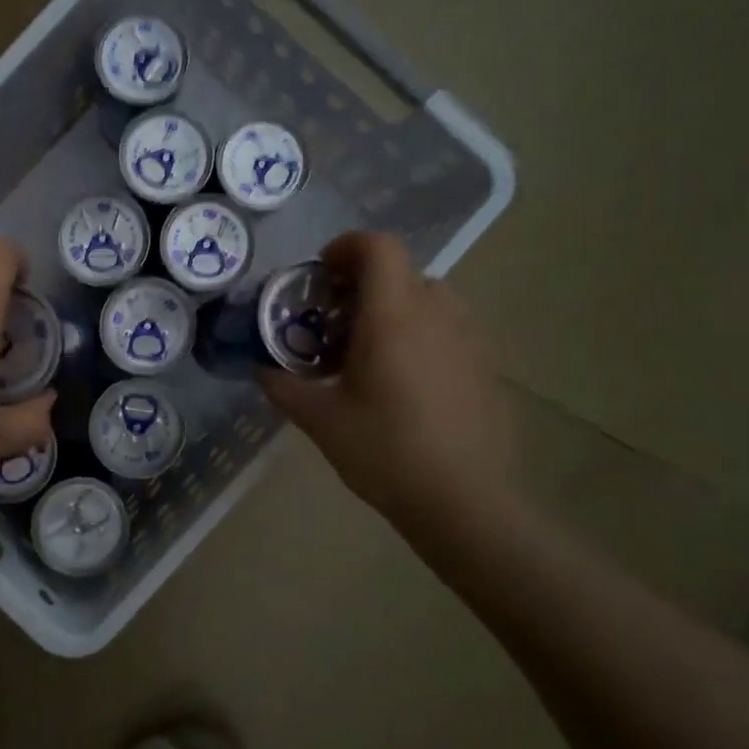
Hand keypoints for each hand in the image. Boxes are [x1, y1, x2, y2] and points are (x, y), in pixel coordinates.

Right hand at [261, 232, 516, 537]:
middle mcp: (436, 312)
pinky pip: (448, 326)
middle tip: (335, 324)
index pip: (377, 247)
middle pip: (399, 272)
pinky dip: (421, 332)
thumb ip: (283, 385)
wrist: (464, 501)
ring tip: (371, 353)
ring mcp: (469, 337)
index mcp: (393, 315)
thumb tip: (261, 368)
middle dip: (361, 286)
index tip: (321, 274)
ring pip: (427, 297)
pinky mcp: (487, 363)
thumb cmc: (385, 452)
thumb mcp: (319, 420)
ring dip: (393, 308)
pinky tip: (406, 381)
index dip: (345, 247)